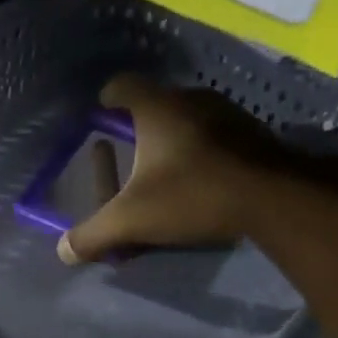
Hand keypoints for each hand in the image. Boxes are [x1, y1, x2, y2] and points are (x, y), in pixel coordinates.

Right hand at [57, 75, 290, 265]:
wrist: (274, 196)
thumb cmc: (193, 195)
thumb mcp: (134, 219)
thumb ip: (94, 234)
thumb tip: (63, 252)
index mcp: (157, 108)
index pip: (121, 86)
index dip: (106, 100)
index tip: (99, 119)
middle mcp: (191, 98)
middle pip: (154, 104)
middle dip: (138, 127)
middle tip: (127, 153)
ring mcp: (226, 112)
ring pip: (187, 119)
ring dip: (172, 140)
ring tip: (164, 170)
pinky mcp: (252, 133)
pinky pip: (214, 135)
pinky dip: (201, 151)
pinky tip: (201, 179)